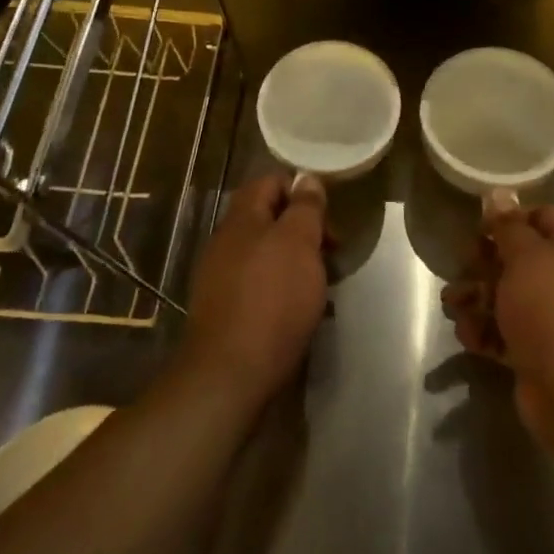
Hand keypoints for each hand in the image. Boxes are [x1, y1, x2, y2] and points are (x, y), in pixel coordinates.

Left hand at [180, 173, 329, 405]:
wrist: (231, 375)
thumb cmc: (273, 298)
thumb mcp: (299, 242)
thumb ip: (305, 207)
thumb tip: (307, 179)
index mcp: (242, 218)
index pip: (269, 182)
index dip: (300, 189)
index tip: (328, 214)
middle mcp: (227, 242)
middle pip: (269, 219)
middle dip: (304, 230)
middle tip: (332, 252)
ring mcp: (222, 278)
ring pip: (267, 254)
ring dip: (297, 262)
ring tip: (322, 284)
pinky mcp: (226, 310)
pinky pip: (260, 285)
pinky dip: (283, 289)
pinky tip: (301, 310)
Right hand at [441, 205, 553, 448]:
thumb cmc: (550, 309)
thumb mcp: (526, 257)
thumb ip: (509, 226)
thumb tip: (500, 194)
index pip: (546, 217)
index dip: (514, 216)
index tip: (483, 226)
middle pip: (520, 258)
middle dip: (485, 261)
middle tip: (463, 265)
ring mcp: (552, 319)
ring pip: (506, 296)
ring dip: (476, 297)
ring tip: (453, 304)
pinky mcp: (535, 352)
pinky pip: (504, 332)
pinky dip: (484, 331)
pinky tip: (469, 336)